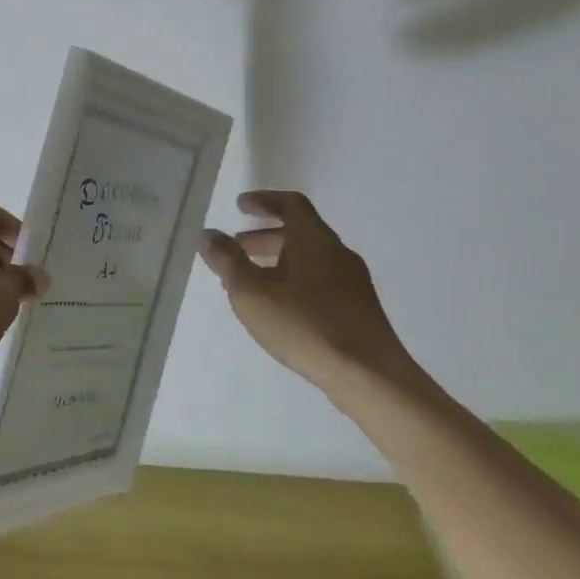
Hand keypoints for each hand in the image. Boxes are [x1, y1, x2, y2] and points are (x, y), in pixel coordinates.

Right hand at [199, 190, 427, 400]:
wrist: (370, 377)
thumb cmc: (305, 327)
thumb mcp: (252, 293)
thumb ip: (228, 261)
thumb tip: (209, 233)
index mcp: (314, 241)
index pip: (291, 204)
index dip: (264, 201)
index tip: (241, 206)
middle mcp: (338, 254)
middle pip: (300, 232)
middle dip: (264, 237)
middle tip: (236, 248)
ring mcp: (353, 283)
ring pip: (309, 259)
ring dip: (277, 262)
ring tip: (250, 283)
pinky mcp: (358, 309)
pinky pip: (320, 281)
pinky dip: (294, 281)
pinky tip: (280, 308)